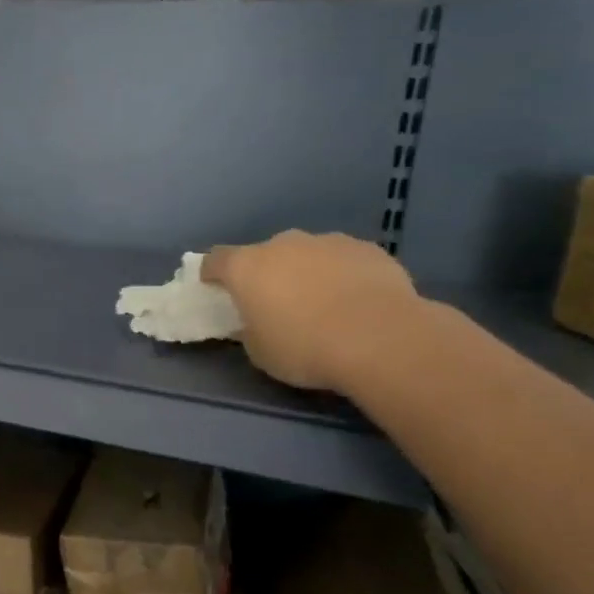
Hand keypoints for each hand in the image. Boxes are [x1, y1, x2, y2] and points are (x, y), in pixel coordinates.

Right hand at [202, 231, 420, 391]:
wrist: (380, 339)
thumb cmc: (304, 348)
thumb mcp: (260, 351)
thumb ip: (250, 329)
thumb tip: (257, 321)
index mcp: (247, 267)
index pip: (215, 260)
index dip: (212, 274)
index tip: (215, 288)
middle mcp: (282, 244)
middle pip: (264, 254)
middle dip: (266, 273)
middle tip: (276, 303)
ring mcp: (327, 242)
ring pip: (306, 254)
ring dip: (306, 272)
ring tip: (322, 304)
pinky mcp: (366, 249)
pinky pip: (343, 260)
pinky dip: (342, 275)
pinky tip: (356, 302)